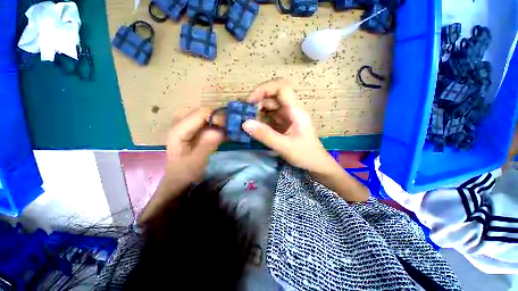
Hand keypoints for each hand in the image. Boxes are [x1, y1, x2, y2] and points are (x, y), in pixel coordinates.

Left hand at [165, 108, 224, 183]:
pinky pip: (208, 122)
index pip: (201, 113)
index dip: (217, 117)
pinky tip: (224, 133)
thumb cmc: (185, 172)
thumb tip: (221, 131)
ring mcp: (187, 125)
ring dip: (220, 121)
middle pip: (205, 112)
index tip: (229, 127)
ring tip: (229, 131)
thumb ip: (207, 145)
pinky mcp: (193, 130)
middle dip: (220, 118)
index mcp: (179, 129)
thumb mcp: (196, 162)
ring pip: (207, 116)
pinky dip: (218, 126)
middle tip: (231, 129)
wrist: (179, 178)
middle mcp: (182, 123)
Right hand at [243, 80, 368, 201]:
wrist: (316, 164)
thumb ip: (265, 135)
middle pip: (274, 97)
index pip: (281, 88)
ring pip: (271, 108)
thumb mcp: (284, 146)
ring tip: (248, 121)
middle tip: (245, 114)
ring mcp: (289, 118)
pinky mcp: (285, 125)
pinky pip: (272, 117)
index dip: (264, 89)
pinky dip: (262, 120)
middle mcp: (292, 111)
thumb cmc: (305, 155)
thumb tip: (244, 123)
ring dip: (259, 111)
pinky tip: (255, 127)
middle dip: (258, 102)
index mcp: (296, 111)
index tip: (251, 101)